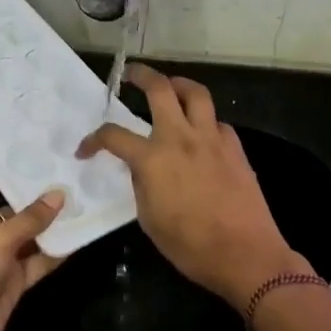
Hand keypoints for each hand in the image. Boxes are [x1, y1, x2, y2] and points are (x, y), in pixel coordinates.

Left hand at [0, 157, 66, 330]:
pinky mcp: (15, 281)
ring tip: (83, 193)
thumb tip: (60, 194)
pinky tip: (81, 235)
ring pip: (30, 232)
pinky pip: (39, 260)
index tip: (17, 134)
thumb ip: (30, 219)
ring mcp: (1, 256)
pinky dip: (57, 251)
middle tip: (67, 162)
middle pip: (12, 203)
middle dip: (35, 188)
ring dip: (51, 220)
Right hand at [77, 64, 309, 311]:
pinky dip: (206, 121)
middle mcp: (181, 138)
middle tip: (132, 75)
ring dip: (179, 85)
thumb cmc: (190, 246)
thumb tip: (141, 167)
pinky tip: (202, 134)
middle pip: (160, 89)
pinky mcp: (235, 148)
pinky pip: (218, 122)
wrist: (245, 255)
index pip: (113, 136)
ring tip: (171, 87)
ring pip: (196, 93)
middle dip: (142, 75)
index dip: (93, 140)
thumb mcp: (149, 219)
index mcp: (153, 159)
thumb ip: (141, 184)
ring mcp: (212, 139)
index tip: (86, 149)